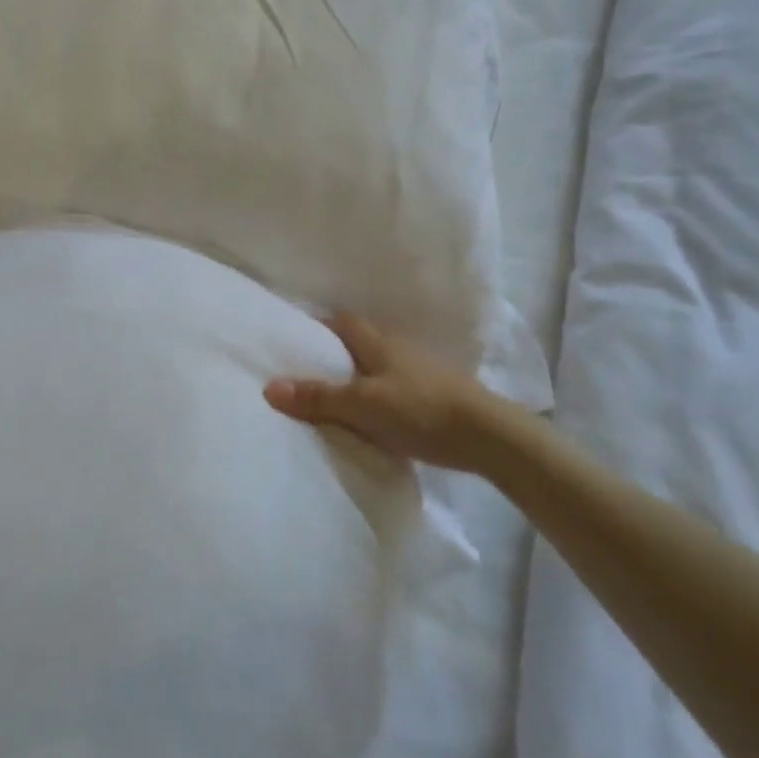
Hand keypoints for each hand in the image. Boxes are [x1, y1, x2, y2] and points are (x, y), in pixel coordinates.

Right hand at [264, 314, 513, 475]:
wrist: (489, 435)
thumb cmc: (420, 411)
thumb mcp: (362, 406)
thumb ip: (318, 398)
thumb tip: (269, 386)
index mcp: (378, 342)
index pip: (342, 322)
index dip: (319, 327)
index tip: (296, 342)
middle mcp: (399, 347)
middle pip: (360, 342)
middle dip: (336, 352)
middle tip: (311, 372)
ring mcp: (422, 369)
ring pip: (380, 364)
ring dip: (361, 374)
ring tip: (338, 397)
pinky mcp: (438, 393)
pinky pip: (398, 385)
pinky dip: (382, 393)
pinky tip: (376, 414)